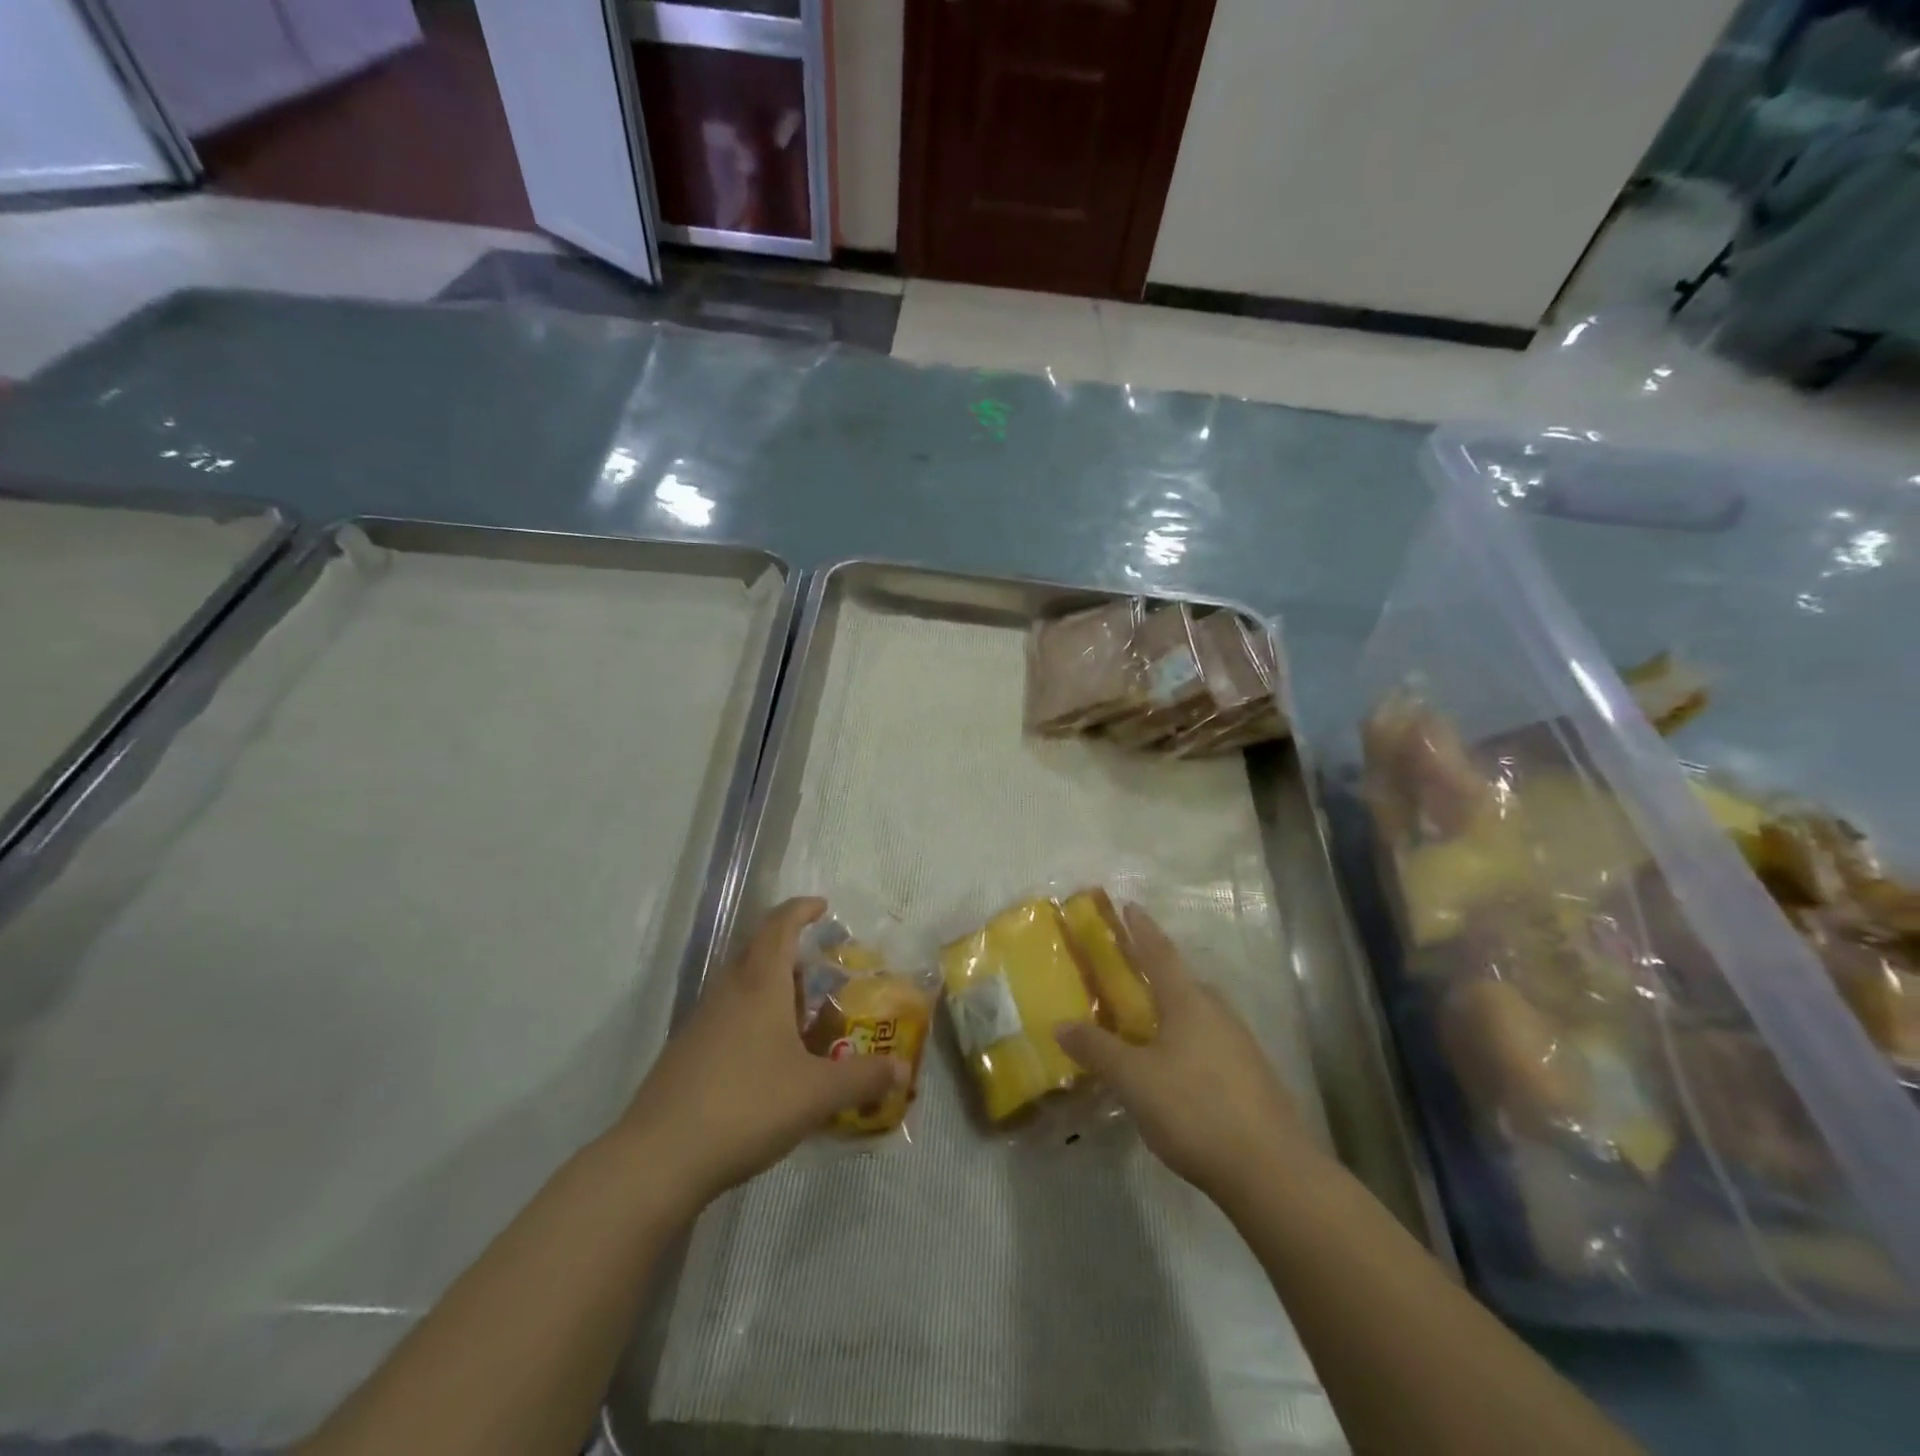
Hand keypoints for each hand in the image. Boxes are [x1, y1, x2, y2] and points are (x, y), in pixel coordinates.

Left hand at [617, 898, 902, 1210]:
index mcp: (759, 985)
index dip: (800, 910)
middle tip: (819, 967)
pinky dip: (750, 1017)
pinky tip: (767, 1055)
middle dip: (787, 948)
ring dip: (768, 985)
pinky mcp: (685, 1052)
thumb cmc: (746, 1106)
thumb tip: (902, 1069)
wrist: (659, 1158)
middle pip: (756, 950)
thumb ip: (862, 1078)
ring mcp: (701, 1021)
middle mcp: (727, 992)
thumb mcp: (816, 1094)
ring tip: (799, 1012)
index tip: (822, 906)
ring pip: (738, 984)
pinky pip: (725, 1015)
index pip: (779, 926)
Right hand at [1054, 906, 1307, 1204]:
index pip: (1160, 954)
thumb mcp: (1134, 1080)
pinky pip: (1212, 1045)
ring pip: (1200, 1017)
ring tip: (1147, 1028)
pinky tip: (1176, 1072)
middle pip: (1184, 983)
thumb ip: (1097, 1049)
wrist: (1271, 1171)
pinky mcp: (1253, 1079)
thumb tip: (1061, 1024)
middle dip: (1158, 975)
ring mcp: (1241, 1047)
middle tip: (1130, 978)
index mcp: (1189, 1002)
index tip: (1130, 905)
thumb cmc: (1195, 1109)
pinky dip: (1188, 1044)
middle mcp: (1218, 1014)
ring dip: (1174, 1013)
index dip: (1142, 929)